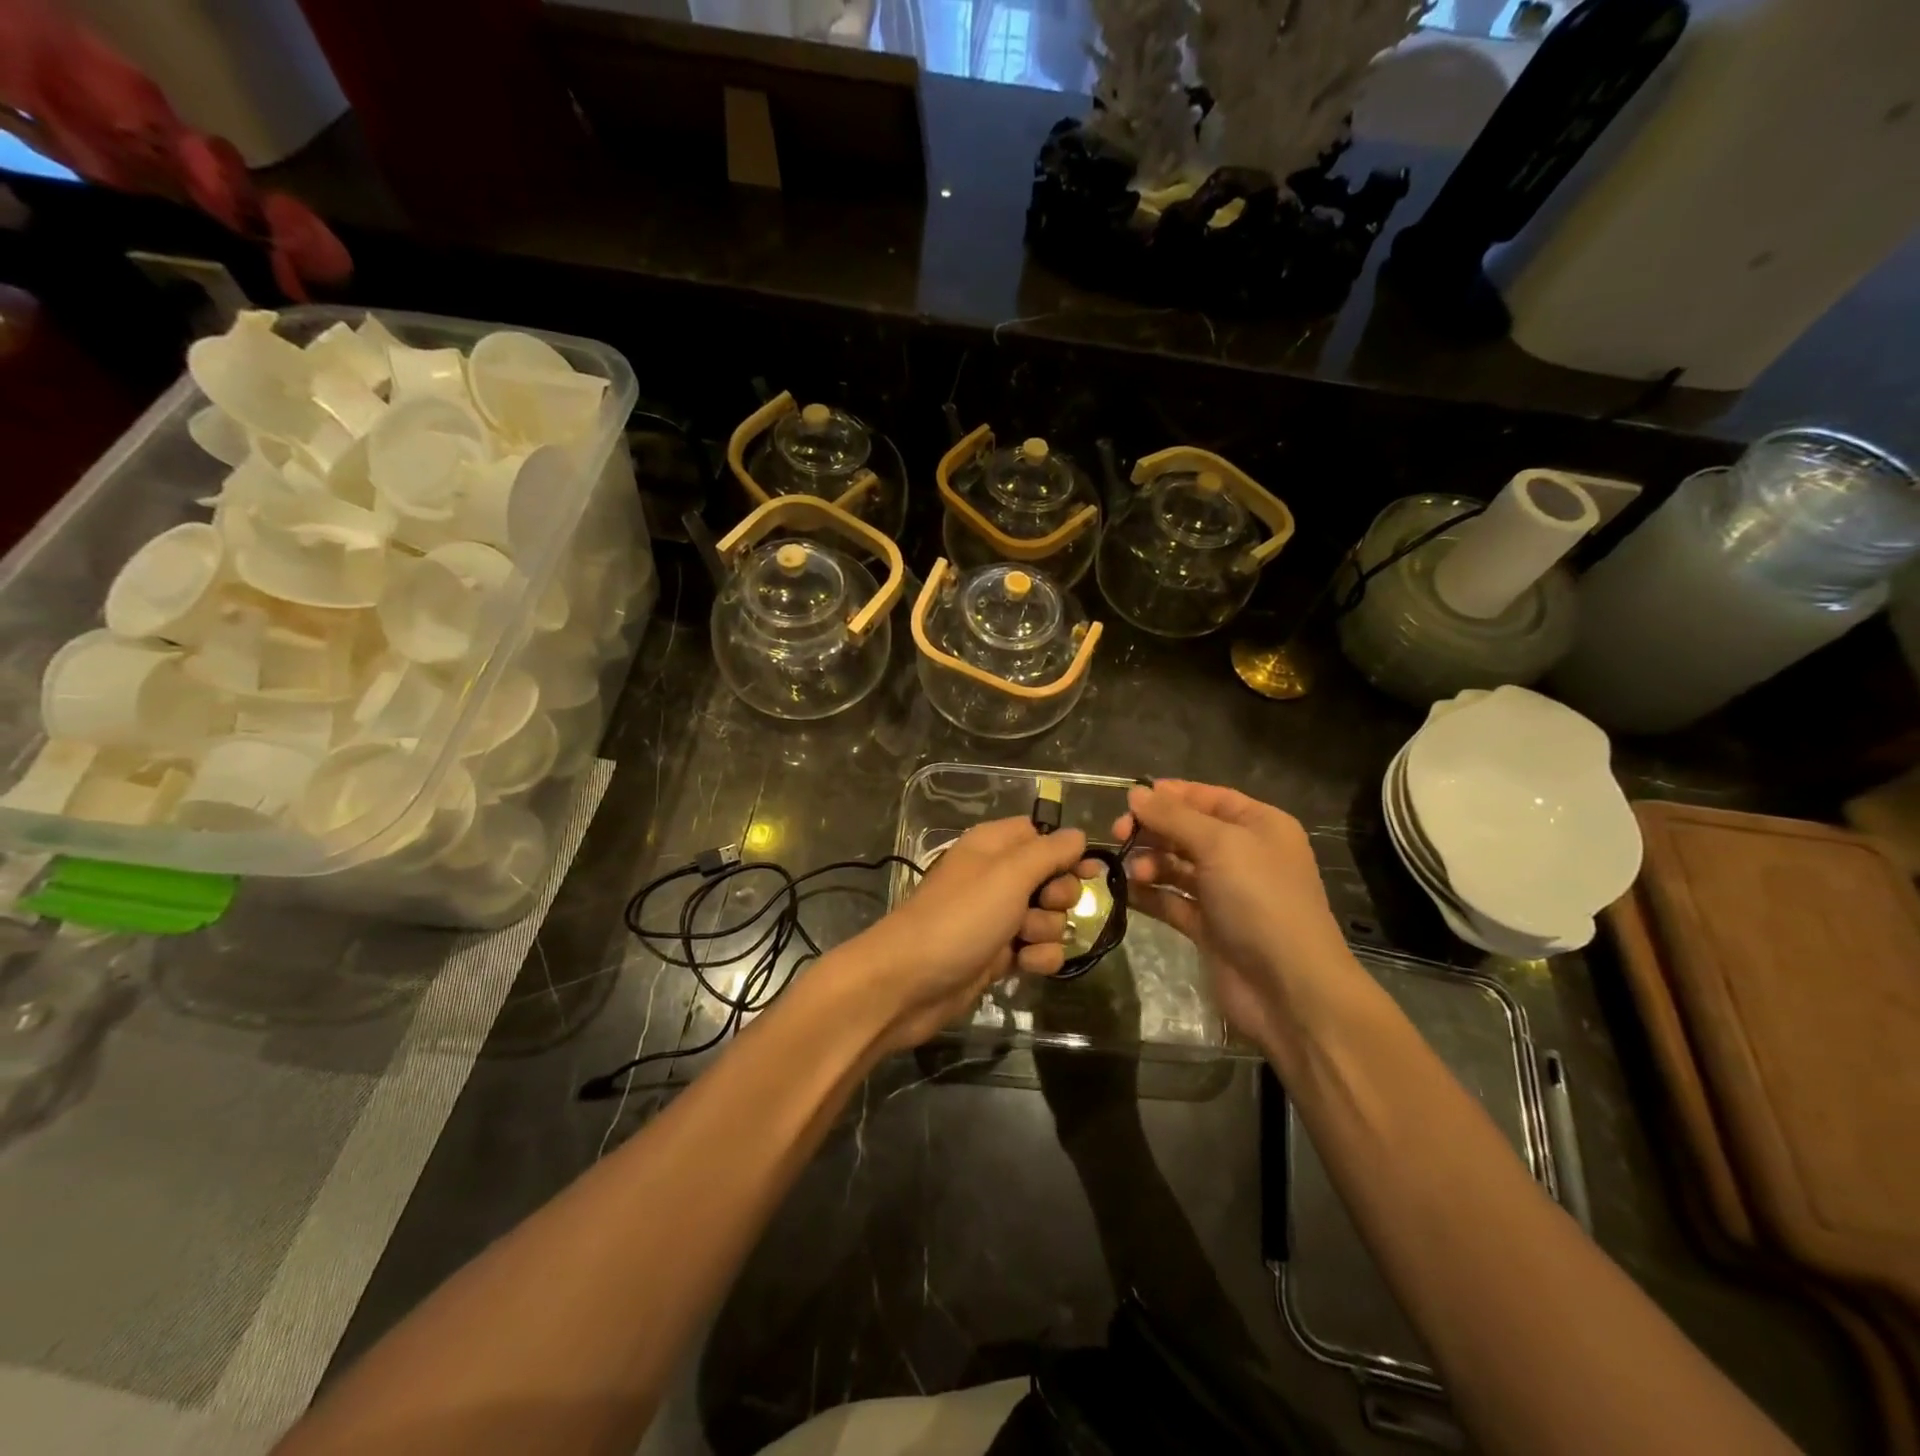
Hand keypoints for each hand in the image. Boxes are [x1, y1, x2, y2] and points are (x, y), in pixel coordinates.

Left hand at [849, 817, 1090, 1051]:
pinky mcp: (997, 955)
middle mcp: (995, 877)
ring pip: (1048, 917)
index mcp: (992, 846)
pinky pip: (1036, 949)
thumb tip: (1078, 835)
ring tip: (1024, 940)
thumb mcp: (1009, 875)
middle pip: (1051, 878)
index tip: (1086, 870)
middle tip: (1045, 905)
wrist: (910, 983)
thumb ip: (1049, 853)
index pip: (1040, 835)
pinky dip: (1037, 957)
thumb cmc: (960, 918)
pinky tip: (1024, 965)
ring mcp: (996, 918)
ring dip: (1048, 930)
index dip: (1065, 851)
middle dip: (1059, 896)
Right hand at [1116, 780, 1357, 1051]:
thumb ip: (1173, 817)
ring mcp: (1225, 893)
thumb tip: (1136, 792)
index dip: (1170, 795)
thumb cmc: (1261, 900)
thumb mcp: (1220, 845)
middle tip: (1118, 835)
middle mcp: (1243, 855)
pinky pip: (1172, 901)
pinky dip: (1150, 895)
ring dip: (1150, 863)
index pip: (1208, 798)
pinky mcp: (1208, 927)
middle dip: (1153, 831)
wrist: (1289, 988)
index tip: (1130, 799)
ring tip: (1133, 872)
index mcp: (1259, 826)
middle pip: (1187, 831)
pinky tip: (1127, 892)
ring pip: (1176, 866)